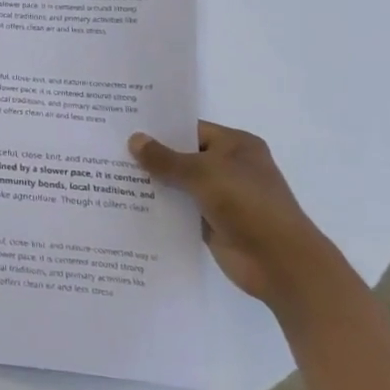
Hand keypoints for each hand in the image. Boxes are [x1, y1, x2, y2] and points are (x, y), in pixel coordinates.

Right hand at [129, 122, 339, 311]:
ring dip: (152, 183)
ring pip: (178, 184)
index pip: (190, 129)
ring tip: (109, 175)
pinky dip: (159, 207)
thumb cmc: (248, 205)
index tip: (124, 126)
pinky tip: (127, 204)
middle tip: (108, 149)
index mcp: (235, 145)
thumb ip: (166, 158)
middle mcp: (228, 167)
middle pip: (182, 156)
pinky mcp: (212, 223)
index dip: (159, 129)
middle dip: (150, 156)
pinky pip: (179, 209)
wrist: (281, 263)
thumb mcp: (203, 173)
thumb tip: (134, 140)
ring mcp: (221, 197)